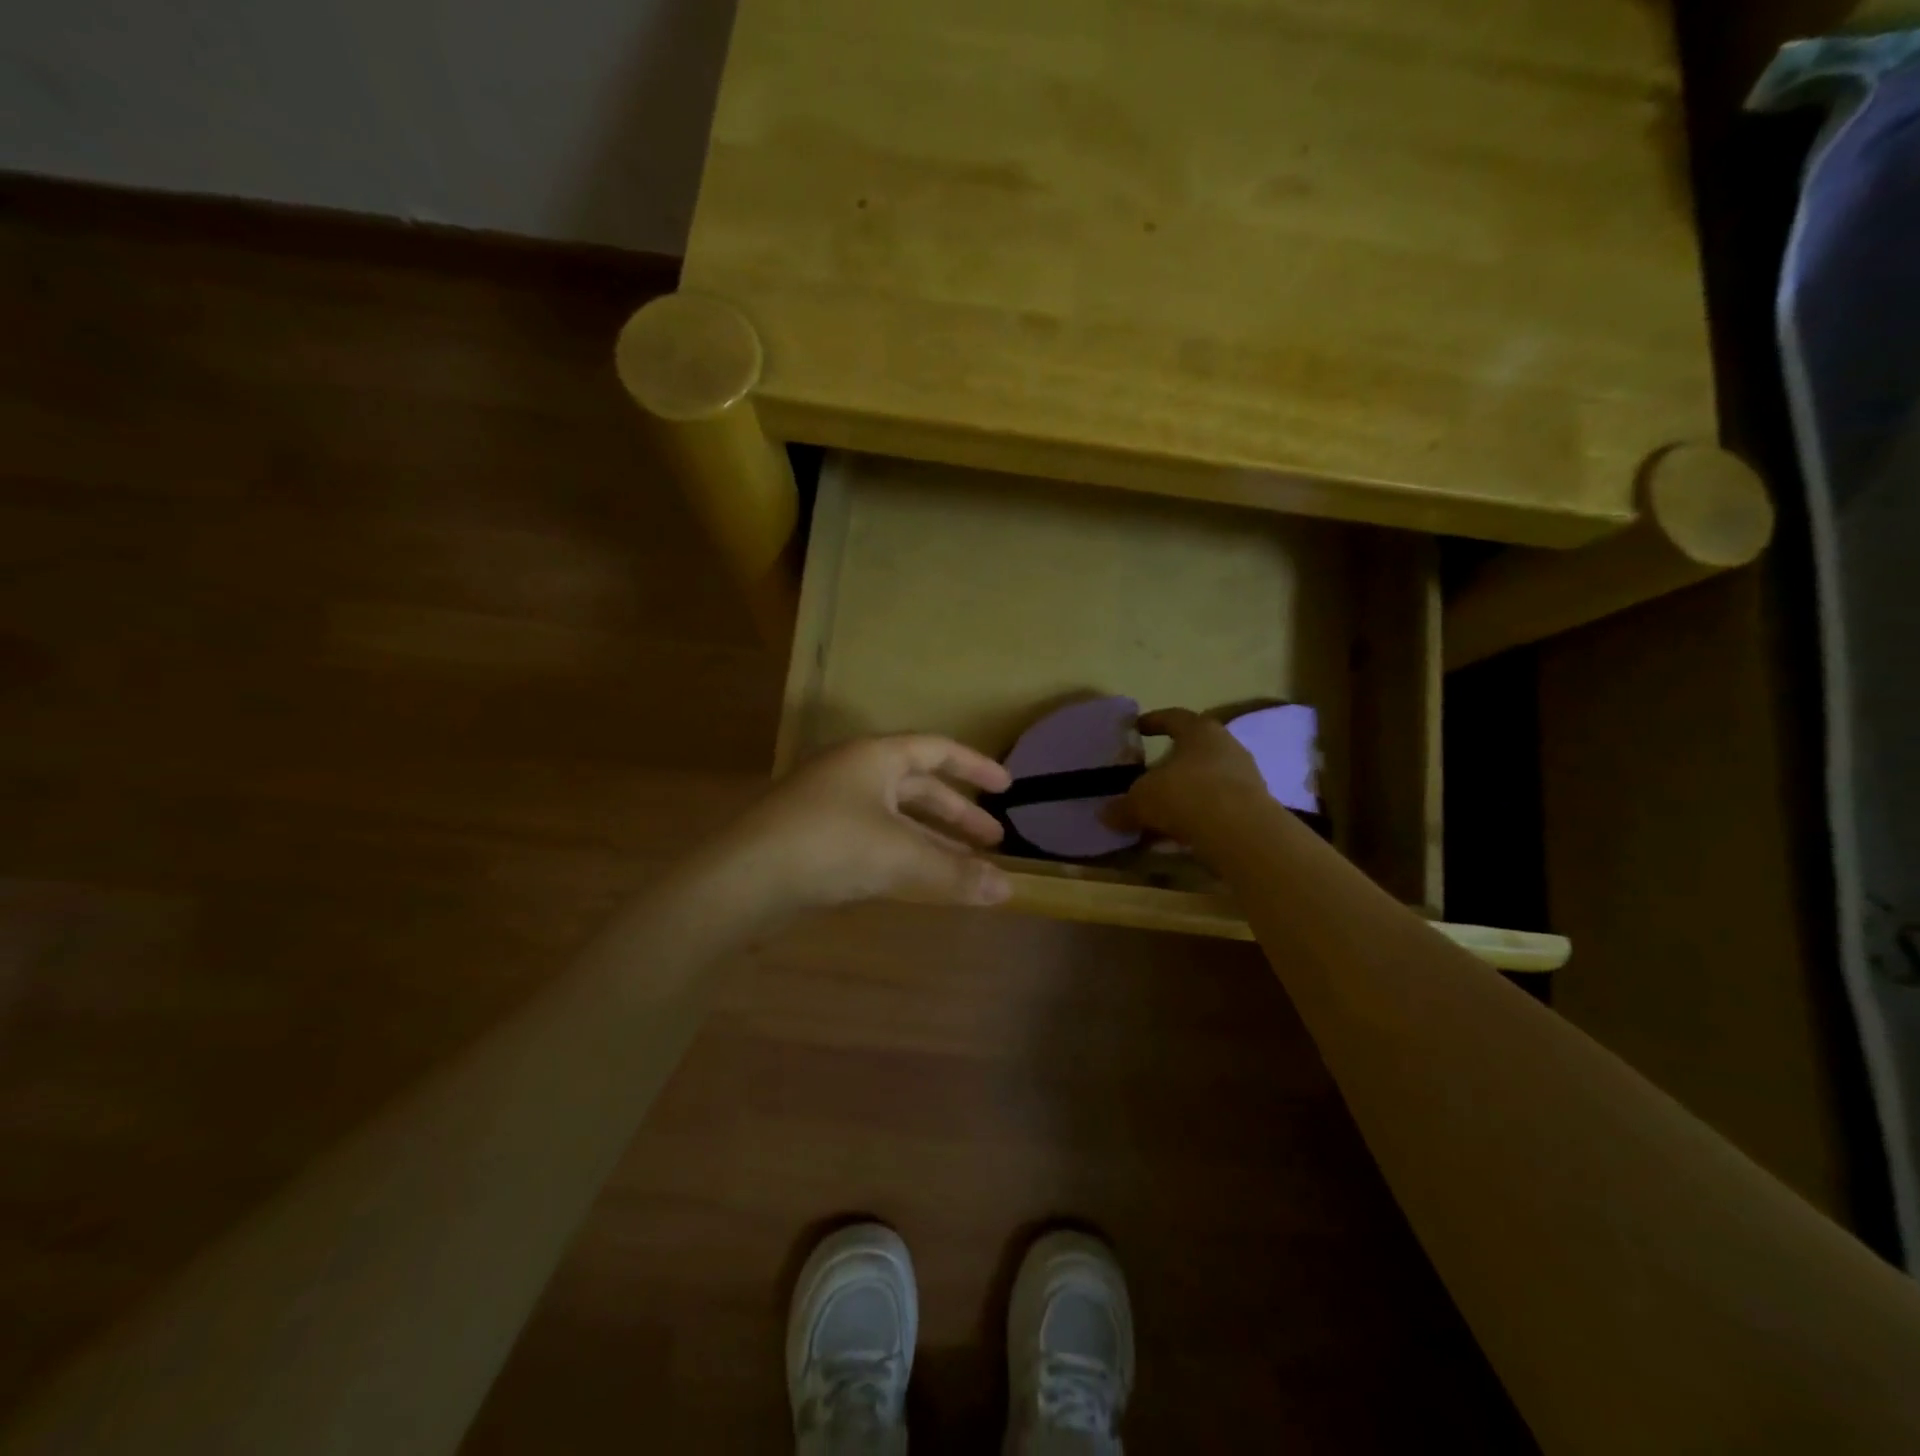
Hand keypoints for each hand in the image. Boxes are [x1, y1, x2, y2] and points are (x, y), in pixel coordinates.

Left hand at [720, 735, 1013, 912]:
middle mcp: (853, 772)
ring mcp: (831, 805)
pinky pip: (874, 838)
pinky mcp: (816, 838)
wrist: (742, 880)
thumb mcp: (900, 856)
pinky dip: (903, 854)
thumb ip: (955, 872)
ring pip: (896, 817)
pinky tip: (919, 878)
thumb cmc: (829, 846)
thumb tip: (1007, 890)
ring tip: (967, 865)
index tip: (1007, 786)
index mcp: (874, 757)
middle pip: (918, 786)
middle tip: (994, 839)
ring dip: (932, 838)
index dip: (975, 766)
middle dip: (958, 813)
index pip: (937, 749)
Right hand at [1120, 708, 1268, 844]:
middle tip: (1148, 776)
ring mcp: (1245, 778)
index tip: (1137, 727)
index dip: (1154, 721)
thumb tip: (1104, 814)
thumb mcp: (1142, 800)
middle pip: (1193, 751)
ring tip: (1160, 813)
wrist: (1241, 834)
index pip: (1174, 717)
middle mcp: (1227, 747)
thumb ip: (1122, 807)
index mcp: (1199, 731)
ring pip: (1206, 781)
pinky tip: (1178, 835)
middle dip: (1170, 765)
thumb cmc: (1186, 795)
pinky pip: (1217, 808)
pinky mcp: (1253, 808)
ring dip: (1184, 795)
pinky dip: (1197, 817)